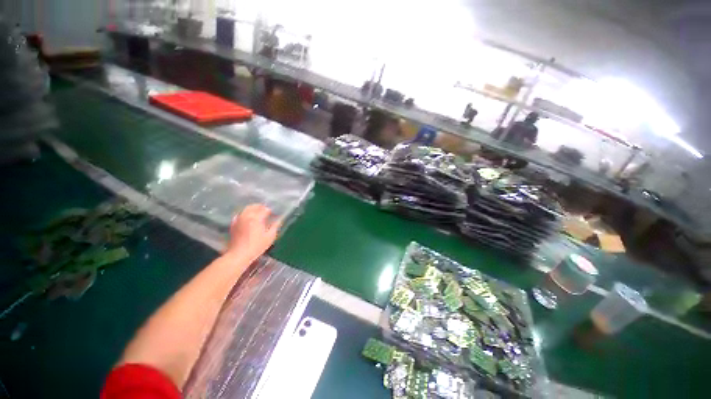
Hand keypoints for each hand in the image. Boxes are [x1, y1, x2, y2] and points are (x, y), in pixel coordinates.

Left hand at [226, 204, 280, 261]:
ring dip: (253, 209)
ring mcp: (239, 219)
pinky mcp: (234, 224)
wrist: (239, 254)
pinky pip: (240, 214)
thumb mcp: (270, 237)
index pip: (265, 209)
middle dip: (261, 207)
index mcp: (257, 218)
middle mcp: (247, 216)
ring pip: (246, 209)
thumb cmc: (257, 246)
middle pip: (254, 206)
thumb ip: (275, 226)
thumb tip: (278, 220)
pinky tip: (248, 218)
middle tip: (267, 211)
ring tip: (258, 213)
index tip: (274, 214)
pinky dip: (245, 213)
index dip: (271, 211)